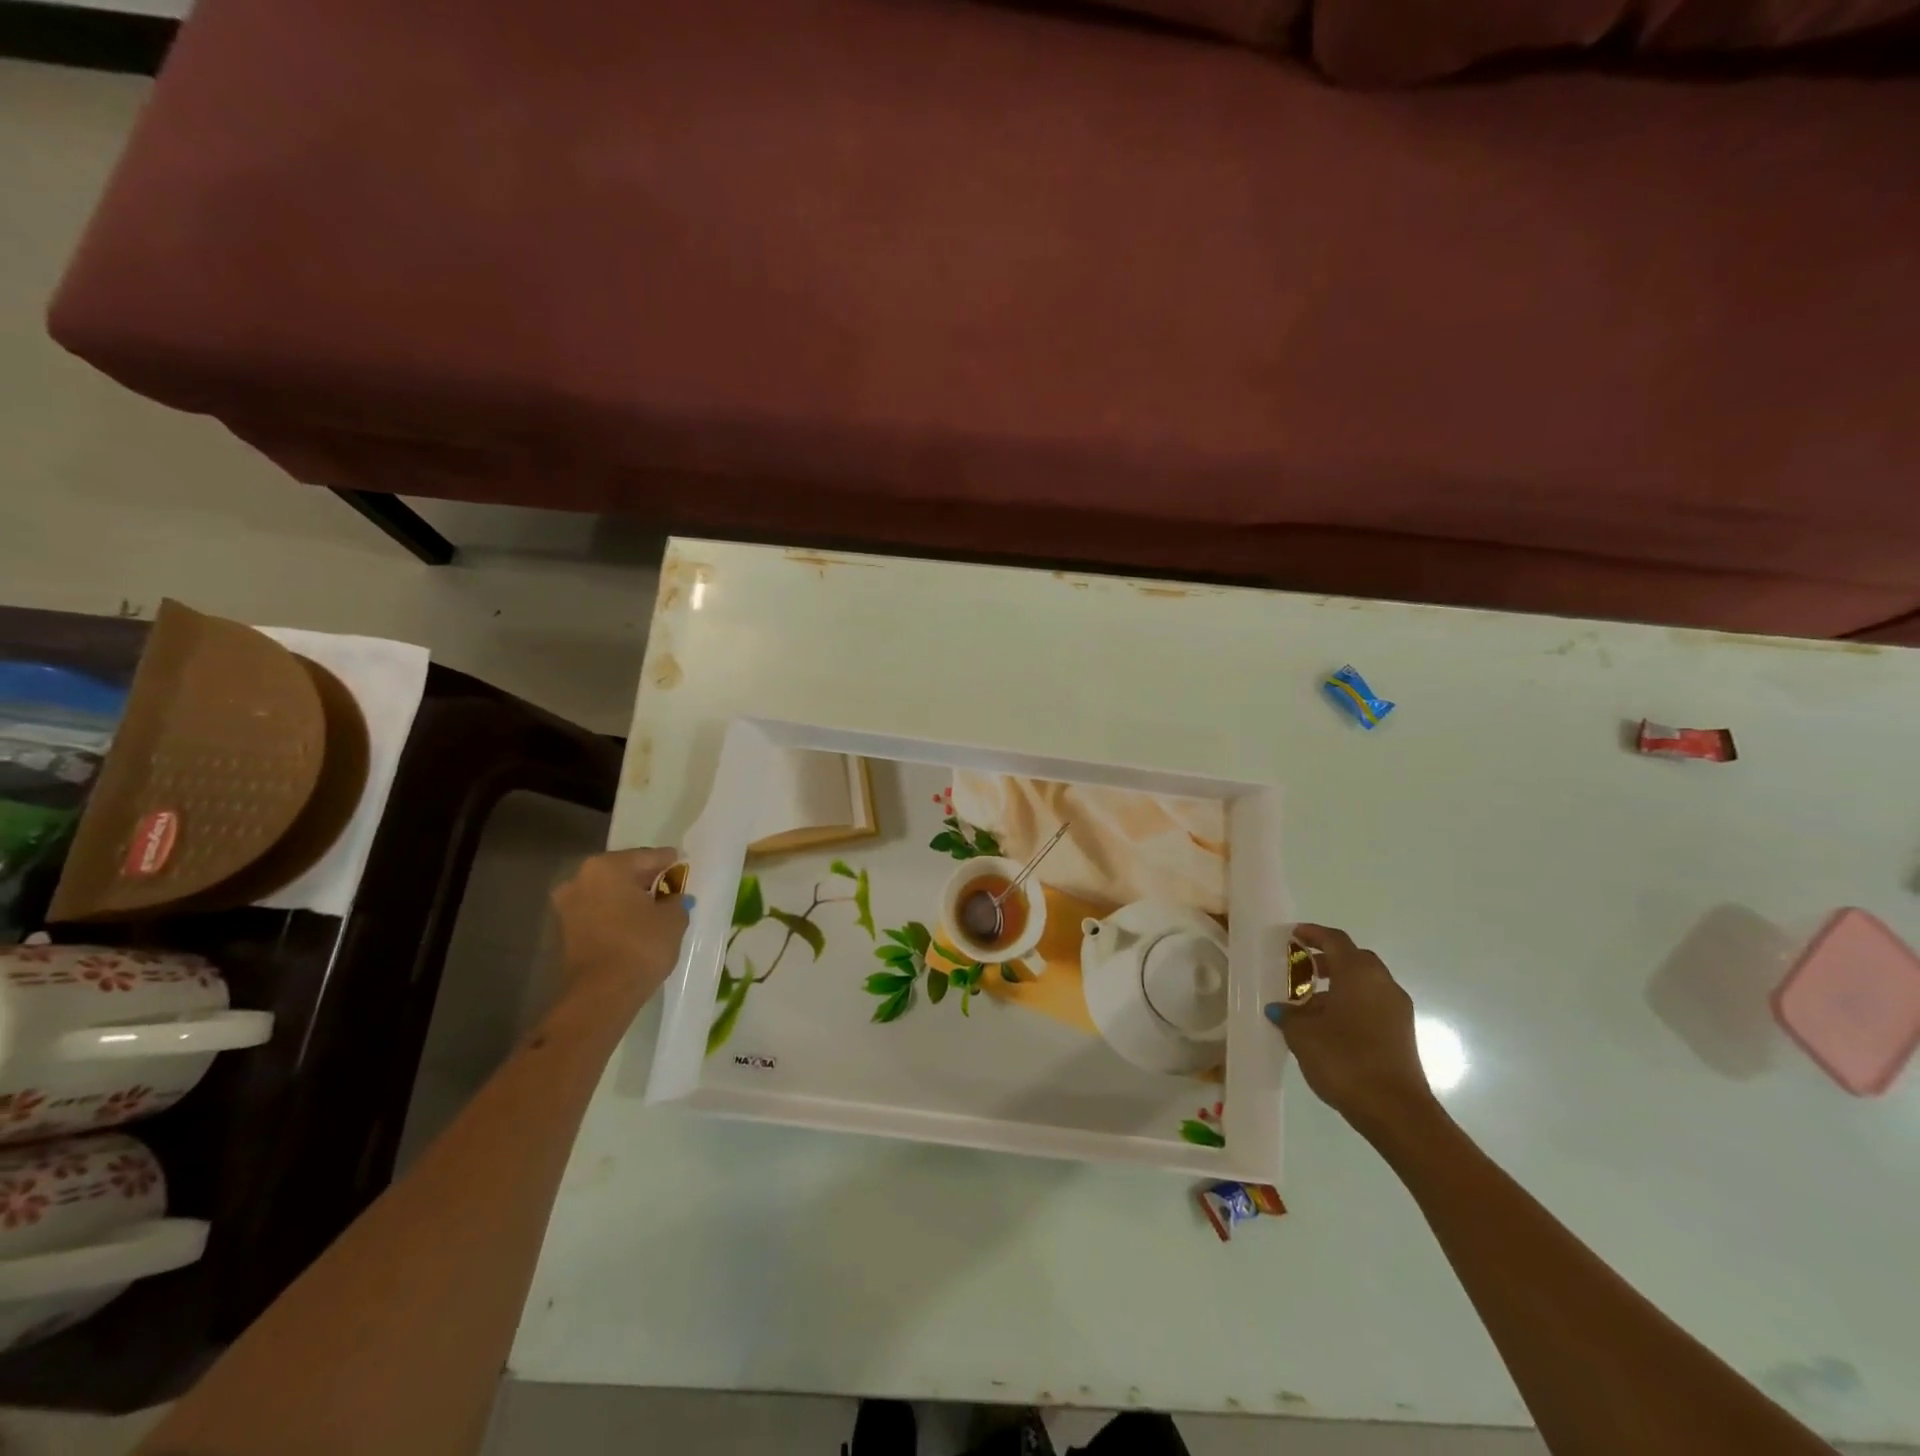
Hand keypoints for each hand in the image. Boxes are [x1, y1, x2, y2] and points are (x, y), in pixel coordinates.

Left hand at [550, 848, 688, 1005]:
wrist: (601, 994)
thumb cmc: (640, 945)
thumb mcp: (673, 918)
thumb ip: (675, 900)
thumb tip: (672, 898)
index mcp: (608, 867)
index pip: (647, 856)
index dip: (668, 861)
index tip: (681, 863)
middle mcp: (581, 879)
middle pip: (623, 871)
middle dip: (645, 878)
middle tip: (669, 883)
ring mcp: (568, 905)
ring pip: (608, 892)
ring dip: (628, 897)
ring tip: (653, 906)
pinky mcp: (566, 930)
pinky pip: (599, 911)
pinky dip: (616, 913)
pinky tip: (635, 922)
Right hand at [1267, 924, 1437, 1141]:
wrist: (1395, 1111)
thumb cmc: (1345, 1059)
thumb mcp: (1303, 1034)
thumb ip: (1289, 1015)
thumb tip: (1281, 1009)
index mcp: (1359, 973)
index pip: (1335, 940)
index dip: (1313, 934)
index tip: (1294, 935)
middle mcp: (1383, 984)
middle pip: (1354, 959)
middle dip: (1328, 960)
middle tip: (1303, 969)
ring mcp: (1397, 1010)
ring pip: (1365, 985)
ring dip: (1340, 986)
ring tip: (1310, 1004)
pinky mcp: (1403, 1035)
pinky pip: (1373, 1006)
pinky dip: (1352, 1006)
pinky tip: (1330, 1027)